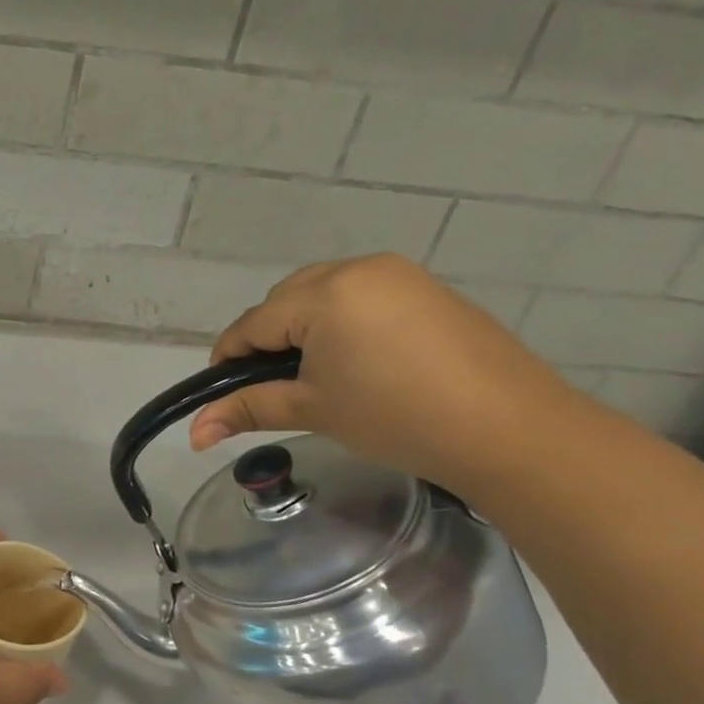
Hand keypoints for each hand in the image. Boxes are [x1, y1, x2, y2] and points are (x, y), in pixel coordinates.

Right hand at [189, 255, 584, 496]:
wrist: (509, 429)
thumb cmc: (396, 417)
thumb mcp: (313, 410)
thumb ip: (247, 409)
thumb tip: (194, 434)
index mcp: (323, 293)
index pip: (253, 323)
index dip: (229, 359)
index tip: (221, 393)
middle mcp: (357, 269)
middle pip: (284, 300)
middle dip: (268, 340)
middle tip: (274, 388)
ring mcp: (397, 274)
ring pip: (322, 293)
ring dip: (304, 328)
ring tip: (315, 376)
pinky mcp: (426, 289)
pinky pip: (361, 296)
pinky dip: (343, 323)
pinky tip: (357, 361)